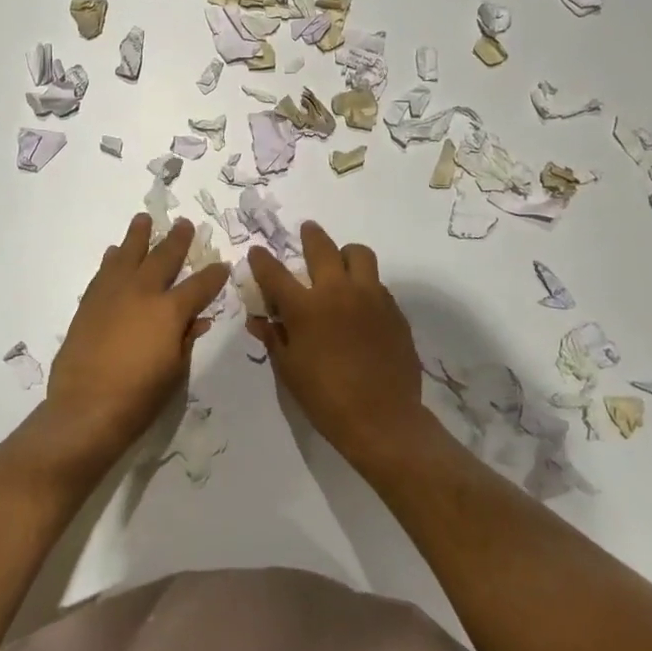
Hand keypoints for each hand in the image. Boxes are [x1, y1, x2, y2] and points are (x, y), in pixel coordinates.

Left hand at [45, 215, 230, 464]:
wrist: (85, 409)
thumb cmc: (139, 397)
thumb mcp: (175, 371)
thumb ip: (186, 338)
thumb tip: (198, 319)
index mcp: (170, 310)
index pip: (200, 285)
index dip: (214, 275)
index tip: (222, 265)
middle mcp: (142, 292)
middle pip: (163, 257)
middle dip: (178, 240)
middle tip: (185, 224)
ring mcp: (112, 294)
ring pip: (128, 254)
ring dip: (138, 236)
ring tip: (143, 220)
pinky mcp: (89, 303)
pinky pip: (104, 272)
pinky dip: (112, 259)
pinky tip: (114, 253)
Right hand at [246, 222, 432, 472]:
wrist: (383, 420)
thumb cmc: (326, 398)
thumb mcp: (289, 370)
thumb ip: (273, 337)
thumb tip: (258, 319)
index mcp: (306, 308)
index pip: (275, 273)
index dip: (262, 260)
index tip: (257, 252)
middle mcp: (338, 292)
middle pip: (322, 247)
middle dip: (310, 235)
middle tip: (307, 230)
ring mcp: (371, 297)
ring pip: (359, 255)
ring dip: (345, 254)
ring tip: (340, 264)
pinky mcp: (394, 310)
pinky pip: (378, 284)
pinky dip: (365, 285)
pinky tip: (361, 305)